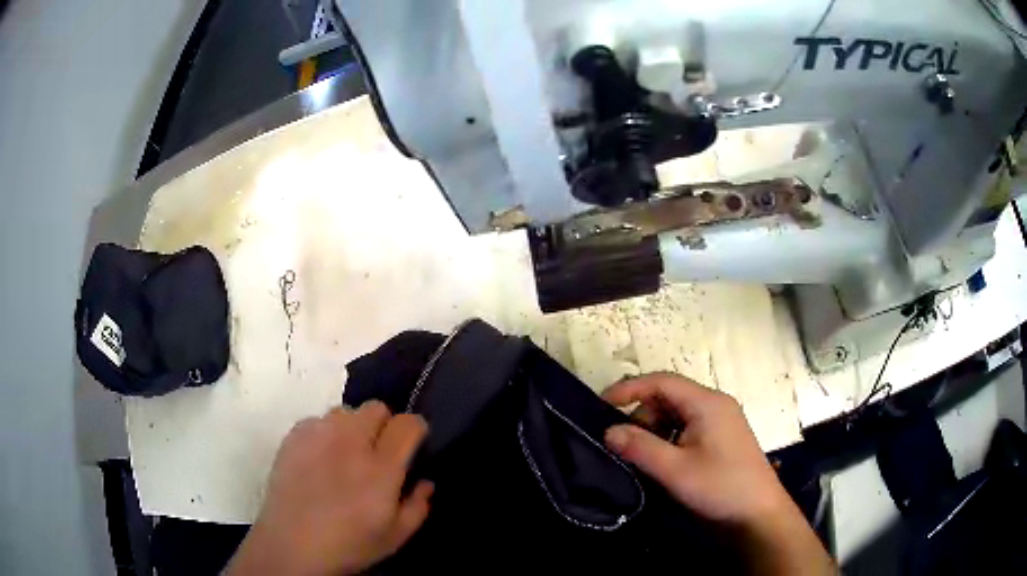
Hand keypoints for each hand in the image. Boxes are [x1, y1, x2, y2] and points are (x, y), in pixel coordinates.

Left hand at [227, 401, 432, 575]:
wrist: (291, 545)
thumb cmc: (348, 545)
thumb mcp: (395, 537)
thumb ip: (418, 506)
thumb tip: (425, 481)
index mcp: (381, 468)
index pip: (407, 423)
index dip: (415, 429)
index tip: (412, 443)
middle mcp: (350, 442)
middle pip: (376, 407)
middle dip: (384, 424)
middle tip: (378, 451)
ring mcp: (318, 435)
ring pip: (345, 411)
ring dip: (353, 427)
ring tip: (345, 454)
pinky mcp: (293, 436)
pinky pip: (317, 420)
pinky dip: (325, 433)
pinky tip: (319, 458)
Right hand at [602, 373, 834, 574]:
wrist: (758, 514)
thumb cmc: (720, 487)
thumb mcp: (675, 470)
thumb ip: (640, 447)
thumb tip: (609, 430)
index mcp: (707, 403)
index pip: (661, 381)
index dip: (629, 389)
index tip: (601, 405)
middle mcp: (714, 404)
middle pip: (668, 397)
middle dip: (642, 416)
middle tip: (624, 445)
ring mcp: (720, 421)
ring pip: (676, 415)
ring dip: (654, 431)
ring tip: (642, 458)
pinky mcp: (721, 439)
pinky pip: (687, 429)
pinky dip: (669, 440)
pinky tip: (663, 462)